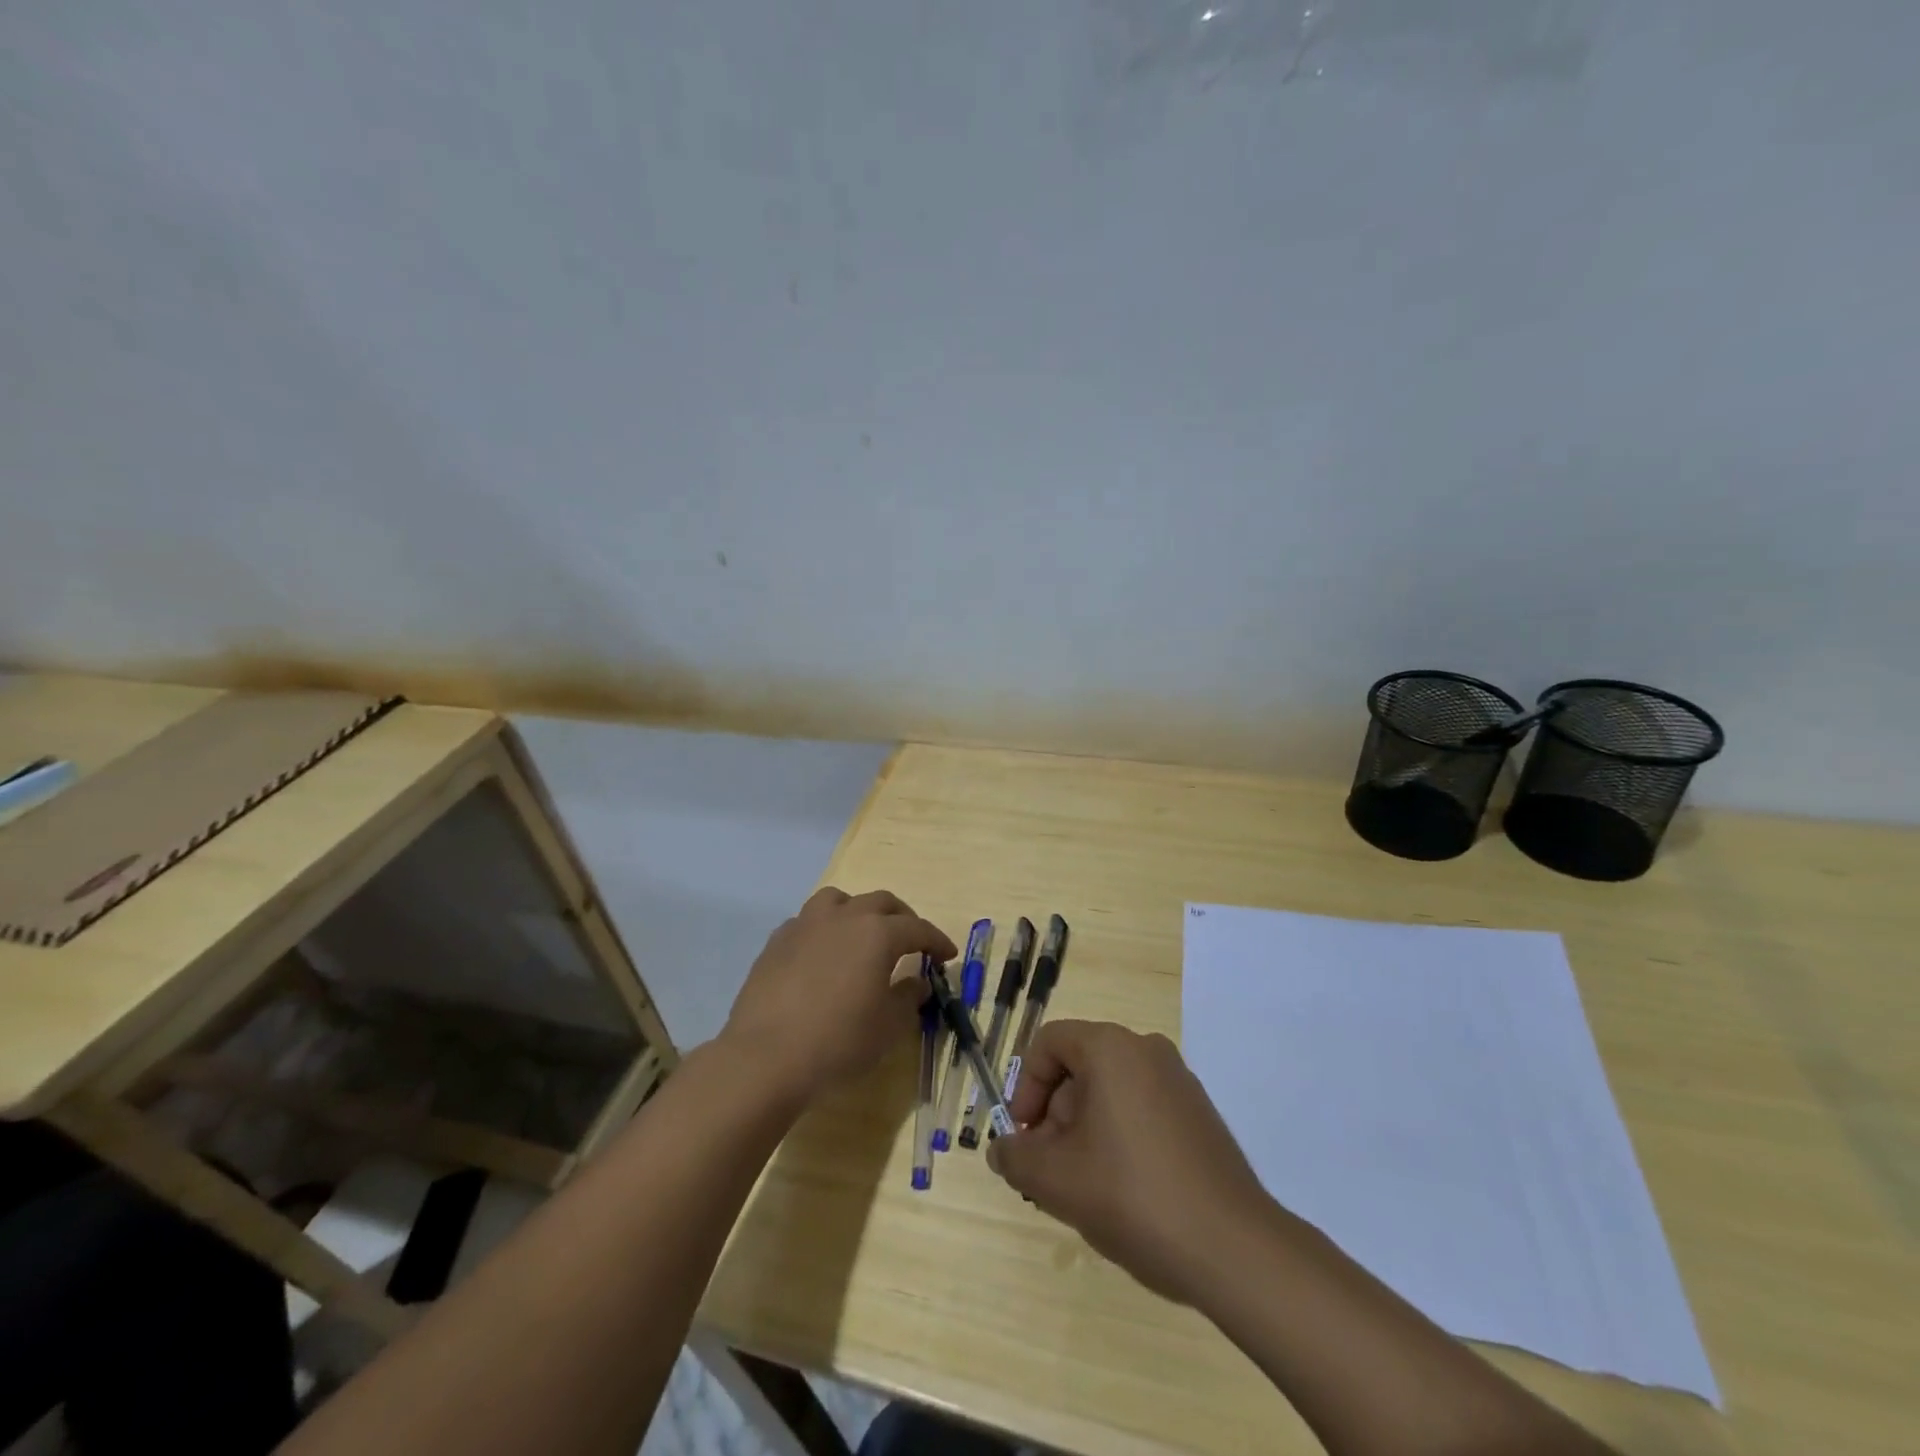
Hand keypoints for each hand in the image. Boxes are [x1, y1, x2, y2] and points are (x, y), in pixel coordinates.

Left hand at [721, 888, 956, 1104]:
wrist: (766, 1057)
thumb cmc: (839, 1042)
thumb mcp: (888, 1027)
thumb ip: (908, 997)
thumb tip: (917, 982)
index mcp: (877, 934)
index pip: (917, 928)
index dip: (936, 940)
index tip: (948, 955)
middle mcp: (843, 917)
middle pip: (881, 903)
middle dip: (902, 918)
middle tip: (911, 940)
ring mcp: (806, 925)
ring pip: (839, 900)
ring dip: (858, 912)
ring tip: (863, 934)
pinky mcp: (777, 941)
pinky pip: (808, 922)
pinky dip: (824, 930)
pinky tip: (823, 954)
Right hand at [987, 1020, 1271, 1303]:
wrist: (1235, 1249)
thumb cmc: (1134, 1197)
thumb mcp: (1057, 1180)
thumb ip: (1016, 1158)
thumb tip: (1001, 1149)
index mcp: (1111, 1048)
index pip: (1049, 1043)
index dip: (1025, 1087)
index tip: (1024, 1137)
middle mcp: (1146, 1050)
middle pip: (1079, 1067)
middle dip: (1055, 1116)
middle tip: (1050, 1170)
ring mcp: (1179, 1081)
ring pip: (1110, 1091)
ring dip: (1084, 1130)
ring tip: (1084, 1188)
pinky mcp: (1199, 1114)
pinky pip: (1141, 1108)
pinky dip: (1119, 1136)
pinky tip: (1123, 1190)